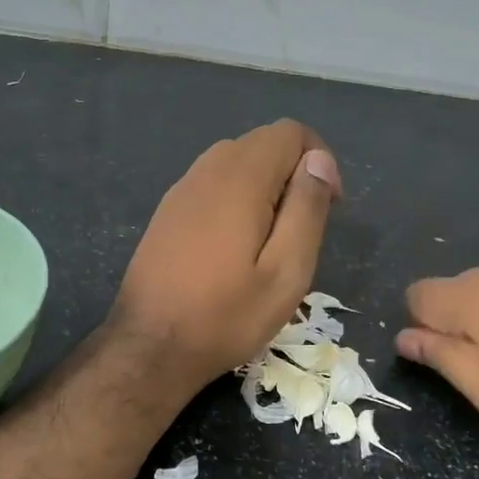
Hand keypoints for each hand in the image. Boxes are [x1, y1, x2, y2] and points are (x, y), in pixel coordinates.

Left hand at [109, 120, 341, 395]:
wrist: (150, 347)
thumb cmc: (226, 315)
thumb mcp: (286, 272)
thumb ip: (307, 208)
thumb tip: (319, 160)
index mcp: (241, 178)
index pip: (290, 132)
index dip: (319, 159)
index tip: (329, 205)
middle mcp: (208, 170)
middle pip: (263, 142)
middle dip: (293, 172)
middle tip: (302, 228)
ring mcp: (183, 188)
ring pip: (237, 161)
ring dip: (265, 185)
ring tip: (272, 239)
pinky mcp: (168, 210)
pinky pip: (213, 182)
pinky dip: (237, 196)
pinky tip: (235, 246)